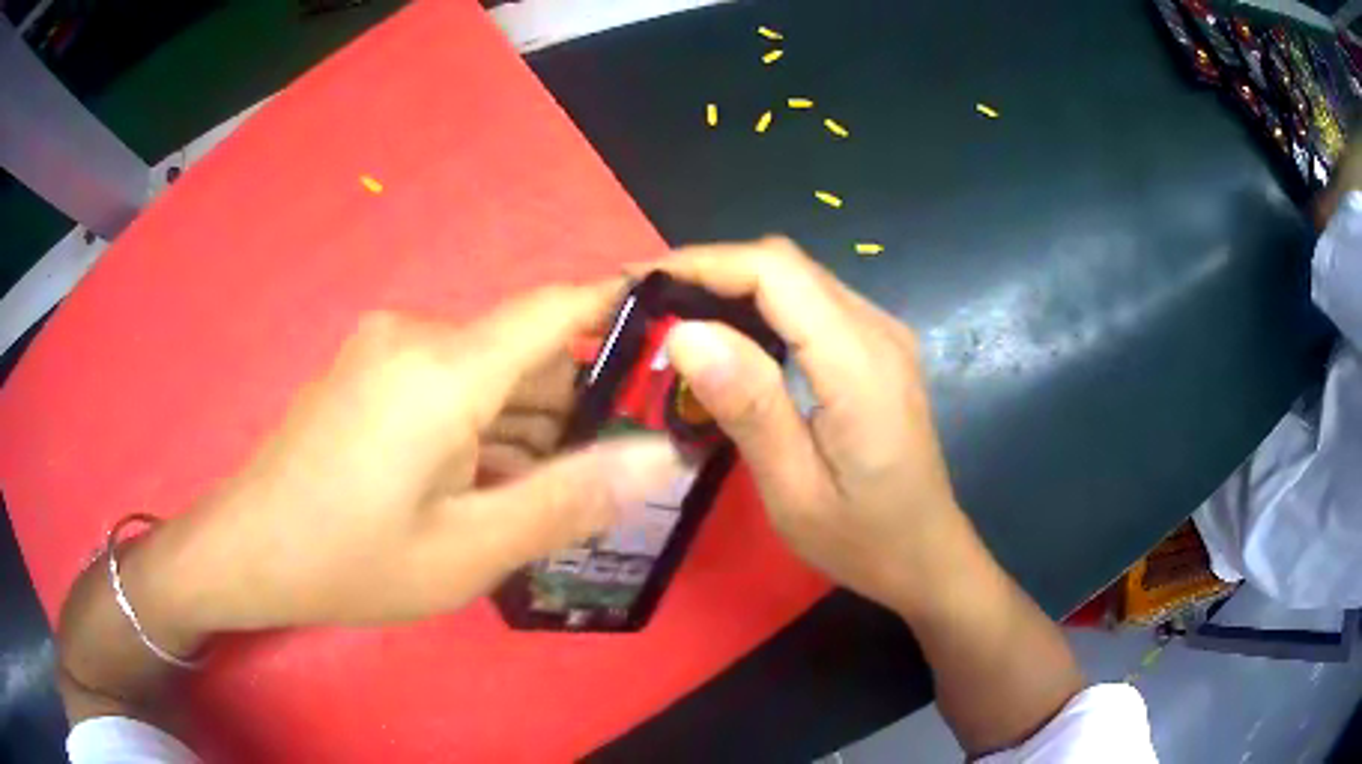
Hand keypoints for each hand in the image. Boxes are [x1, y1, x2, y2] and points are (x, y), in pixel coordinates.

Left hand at [131, 282, 688, 639]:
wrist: (245, 551)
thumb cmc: (350, 559)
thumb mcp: (467, 551)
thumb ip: (567, 499)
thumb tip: (656, 456)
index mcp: (444, 369)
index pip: (557, 308)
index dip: (622, 308)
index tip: (676, 331)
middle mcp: (417, 337)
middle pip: (524, 350)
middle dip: (574, 404)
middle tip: (614, 469)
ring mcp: (385, 350)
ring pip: (486, 372)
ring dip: (525, 424)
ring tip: (552, 492)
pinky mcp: (368, 372)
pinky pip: (447, 384)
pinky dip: (481, 425)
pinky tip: (487, 484)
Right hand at [657, 238, 970, 616]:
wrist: (924, 552)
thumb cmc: (860, 538)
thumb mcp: (793, 490)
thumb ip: (748, 407)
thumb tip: (684, 332)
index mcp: (859, 364)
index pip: (777, 273)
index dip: (705, 263)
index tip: (641, 281)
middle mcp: (877, 330)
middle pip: (787, 265)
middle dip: (711, 269)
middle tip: (649, 304)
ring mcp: (883, 334)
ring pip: (798, 277)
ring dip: (734, 284)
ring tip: (676, 317)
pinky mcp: (877, 346)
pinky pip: (812, 301)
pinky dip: (762, 303)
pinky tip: (730, 336)